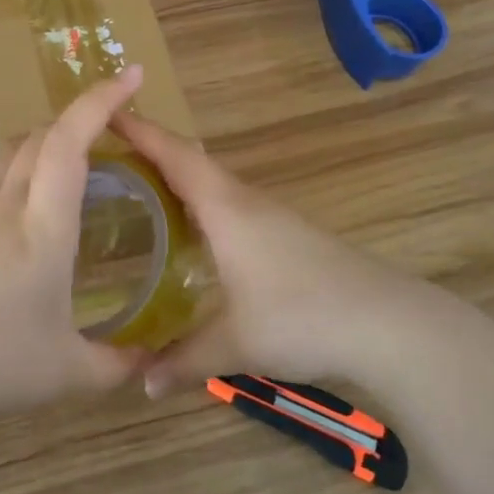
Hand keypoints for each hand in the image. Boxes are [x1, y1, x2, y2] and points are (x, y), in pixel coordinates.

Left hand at [0, 67, 150, 424]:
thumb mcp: (65, 373)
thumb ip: (113, 366)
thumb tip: (146, 362)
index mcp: (43, 227)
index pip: (70, 142)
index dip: (100, 101)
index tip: (129, 75)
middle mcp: (5, 206)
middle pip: (39, 137)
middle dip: (78, 120)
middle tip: (110, 134)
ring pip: (8, 153)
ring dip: (42, 143)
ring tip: (68, 165)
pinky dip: (15, 175)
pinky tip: (21, 216)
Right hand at [115, 113, 434, 397]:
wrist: (388, 322)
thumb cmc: (302, 318)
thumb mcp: (235, 343)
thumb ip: (184, 359)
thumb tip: (141, 382)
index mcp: (225, 208)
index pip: (175, 155)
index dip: (141, 131)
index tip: (106, 111)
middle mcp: (245, 201)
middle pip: (192, 160)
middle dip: (151, 150)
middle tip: (109, 155)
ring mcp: (270, 215)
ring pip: (213, 182)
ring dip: (178, 176)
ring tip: (140, 188)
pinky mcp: (287, 233)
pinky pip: (230, 203)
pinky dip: (201, 202)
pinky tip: (193, 230)